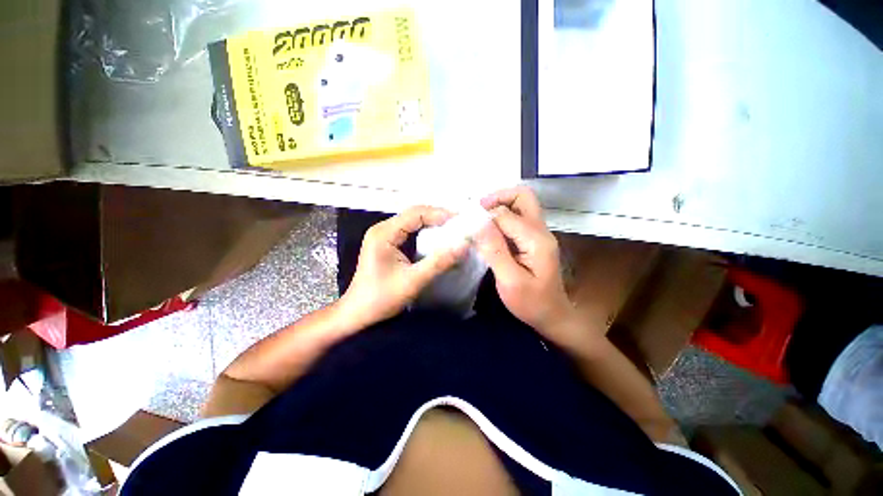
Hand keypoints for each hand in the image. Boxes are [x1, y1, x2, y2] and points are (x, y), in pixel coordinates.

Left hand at [339, 206, 468, 328]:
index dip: (439, 214)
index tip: (460, 221)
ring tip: (452, 231)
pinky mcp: (386, 245)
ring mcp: (383, 236)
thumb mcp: (413, 280)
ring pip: (412, 223)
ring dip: (432, 225)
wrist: (357, 314)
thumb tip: (464, 245)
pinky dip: (425, 234)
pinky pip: (409, 233)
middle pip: (414, 215)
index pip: (416, 214)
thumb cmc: (381, 298)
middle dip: (437, 218)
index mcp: (384, 233)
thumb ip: (439, 262)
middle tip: (459, 225)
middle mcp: (382, 229)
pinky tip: (437, 240)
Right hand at [476, 187, 588, 351]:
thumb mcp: (510, 280)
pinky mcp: (533, 239)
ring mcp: (538, 233)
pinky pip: (517, 217)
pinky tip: (488, 231)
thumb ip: (494, 250)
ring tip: (479, 220)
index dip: (484, 217)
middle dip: (497, 198)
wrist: (552, 316)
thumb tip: (477, 222)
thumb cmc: (531, 303)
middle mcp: (540, 230)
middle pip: (522, 196)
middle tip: (476, 212)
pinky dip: (501, 217)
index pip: (505, 214)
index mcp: (536, 239)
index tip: (466, 227)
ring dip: (498, 206)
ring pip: (520, 204)